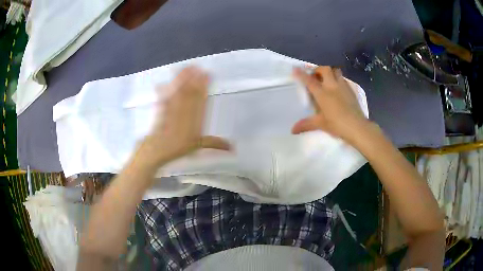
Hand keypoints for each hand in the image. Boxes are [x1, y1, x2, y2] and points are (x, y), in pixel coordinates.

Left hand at [136, 67, 229, 169]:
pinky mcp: (160, 111)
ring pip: (178, 95)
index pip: (201, 103)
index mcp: (195, 124)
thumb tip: (233, 148)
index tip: (207, 76)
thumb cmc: (177, 148)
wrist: (157, 151)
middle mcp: (184, 117)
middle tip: (197, 67)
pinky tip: (166, 81)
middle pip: (189, 96)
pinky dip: (165, 90)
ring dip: (182, 81)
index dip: (204, 88)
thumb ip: (214, 143)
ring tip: (186, 68)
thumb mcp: (198, 147)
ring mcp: (171, 113)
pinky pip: (164, 99)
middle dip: (193, 81)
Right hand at [292, 66, 368, 141]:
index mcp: (322, 93)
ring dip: (330, 72)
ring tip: (327, 79)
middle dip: (318, 69)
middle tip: (315, 76)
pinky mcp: (351, 90)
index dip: (301, 74)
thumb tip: (293, 130)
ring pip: (336, 71)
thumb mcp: (320, 124)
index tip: (296, 69)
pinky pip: (343, 79)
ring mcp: (343, 87)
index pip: (309, 81)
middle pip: (324, 69)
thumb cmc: (337, 124)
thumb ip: (306, 124)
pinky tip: (338, 88)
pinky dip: (338, 80)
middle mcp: (332, 86)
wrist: (357, 127)